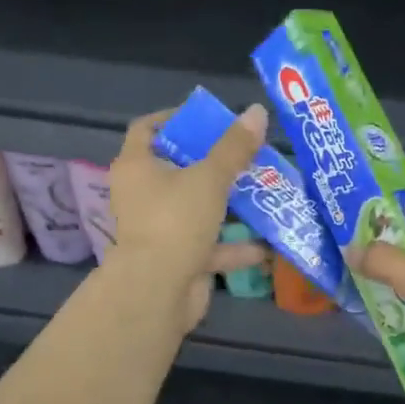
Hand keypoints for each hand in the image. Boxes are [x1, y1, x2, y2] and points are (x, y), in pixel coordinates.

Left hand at [104, 103, 269, 331]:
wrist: (157, 292)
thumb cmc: (176, 221)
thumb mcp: (210, 178)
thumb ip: (235, 147)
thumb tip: (257, 111)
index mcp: (137, 167)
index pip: (147, 129)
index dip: (174, 118)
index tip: (209, 118)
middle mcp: (142, 195)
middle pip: (177, 169)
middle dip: (213, 163)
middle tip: (246, 153)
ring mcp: (158, 229)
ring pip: (196, 209)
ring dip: (228, 205)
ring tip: (264, 193)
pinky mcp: (175, 259)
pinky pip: (208, 246)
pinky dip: (234, 247)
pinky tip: (267, 245)